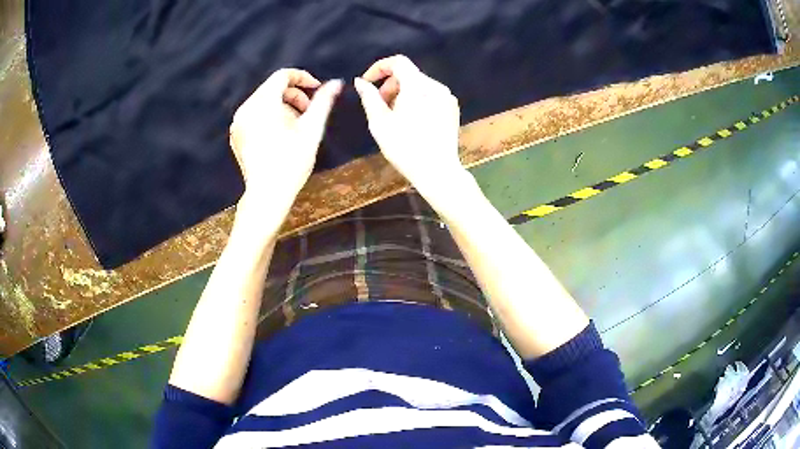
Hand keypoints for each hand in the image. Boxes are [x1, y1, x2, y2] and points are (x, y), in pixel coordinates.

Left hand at [230, 69, 341, 205]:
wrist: (267, 195)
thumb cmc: (291, 162)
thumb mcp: (312, 129)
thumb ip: (323, 102)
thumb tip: (337, 83)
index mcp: (263, 103)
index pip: (283, 75)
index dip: (303, 78)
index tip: (317, 89)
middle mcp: (246, 109)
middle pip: (272, 88)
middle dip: (294, 95)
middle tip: (308, 112)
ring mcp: (238, 123)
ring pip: (263, 102)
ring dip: (282, 106)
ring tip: (295, 126)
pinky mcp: (236, 135)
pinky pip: (254, 115)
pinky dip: (269, 117)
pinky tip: (280, 136)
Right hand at [354, 55, 464, 194]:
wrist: (437, 171)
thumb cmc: (405, 148)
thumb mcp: (379, 122)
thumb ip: (369, 97)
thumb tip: (361, 82)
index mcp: (417, 87)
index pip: (398, 62)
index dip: (379, 68)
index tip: (368, 82)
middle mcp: (436, 87)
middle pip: (408, 74)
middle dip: (390, 85)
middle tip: (379, 106)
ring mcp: (447, 98)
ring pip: (419, 85)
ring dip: (402, 93)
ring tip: (394, 116)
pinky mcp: (452, 108)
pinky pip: (430, 95)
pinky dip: (416, 100)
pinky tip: (412, 121)